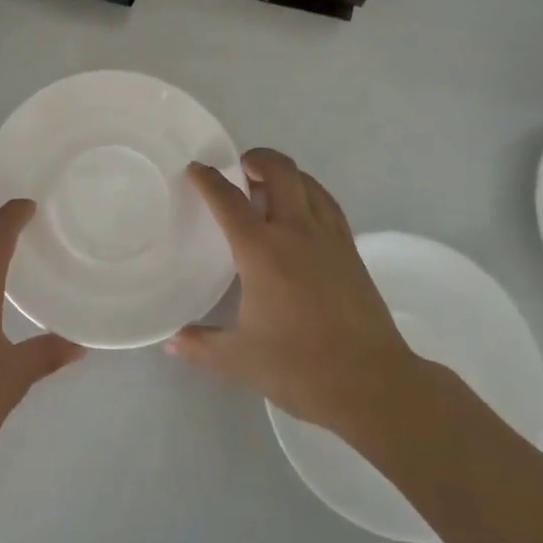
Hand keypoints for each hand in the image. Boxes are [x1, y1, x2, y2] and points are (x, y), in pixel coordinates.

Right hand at [168, 149, 423, 446]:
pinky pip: (328, 205)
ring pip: (308, 183)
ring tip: (270, 185)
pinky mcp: (351, 251)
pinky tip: (304, 211)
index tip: (197, 169)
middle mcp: (295, 232)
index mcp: (261, 251)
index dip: (208, 180)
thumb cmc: (300, 367)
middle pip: (279, 172)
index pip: (228, 200)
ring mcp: (328, 238)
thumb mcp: (239, 360)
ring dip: (286, 174)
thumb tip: (170, 342)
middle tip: (241, 168)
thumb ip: (200, 346)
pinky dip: (311, 194)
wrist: (372, 383)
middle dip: (257, 159)